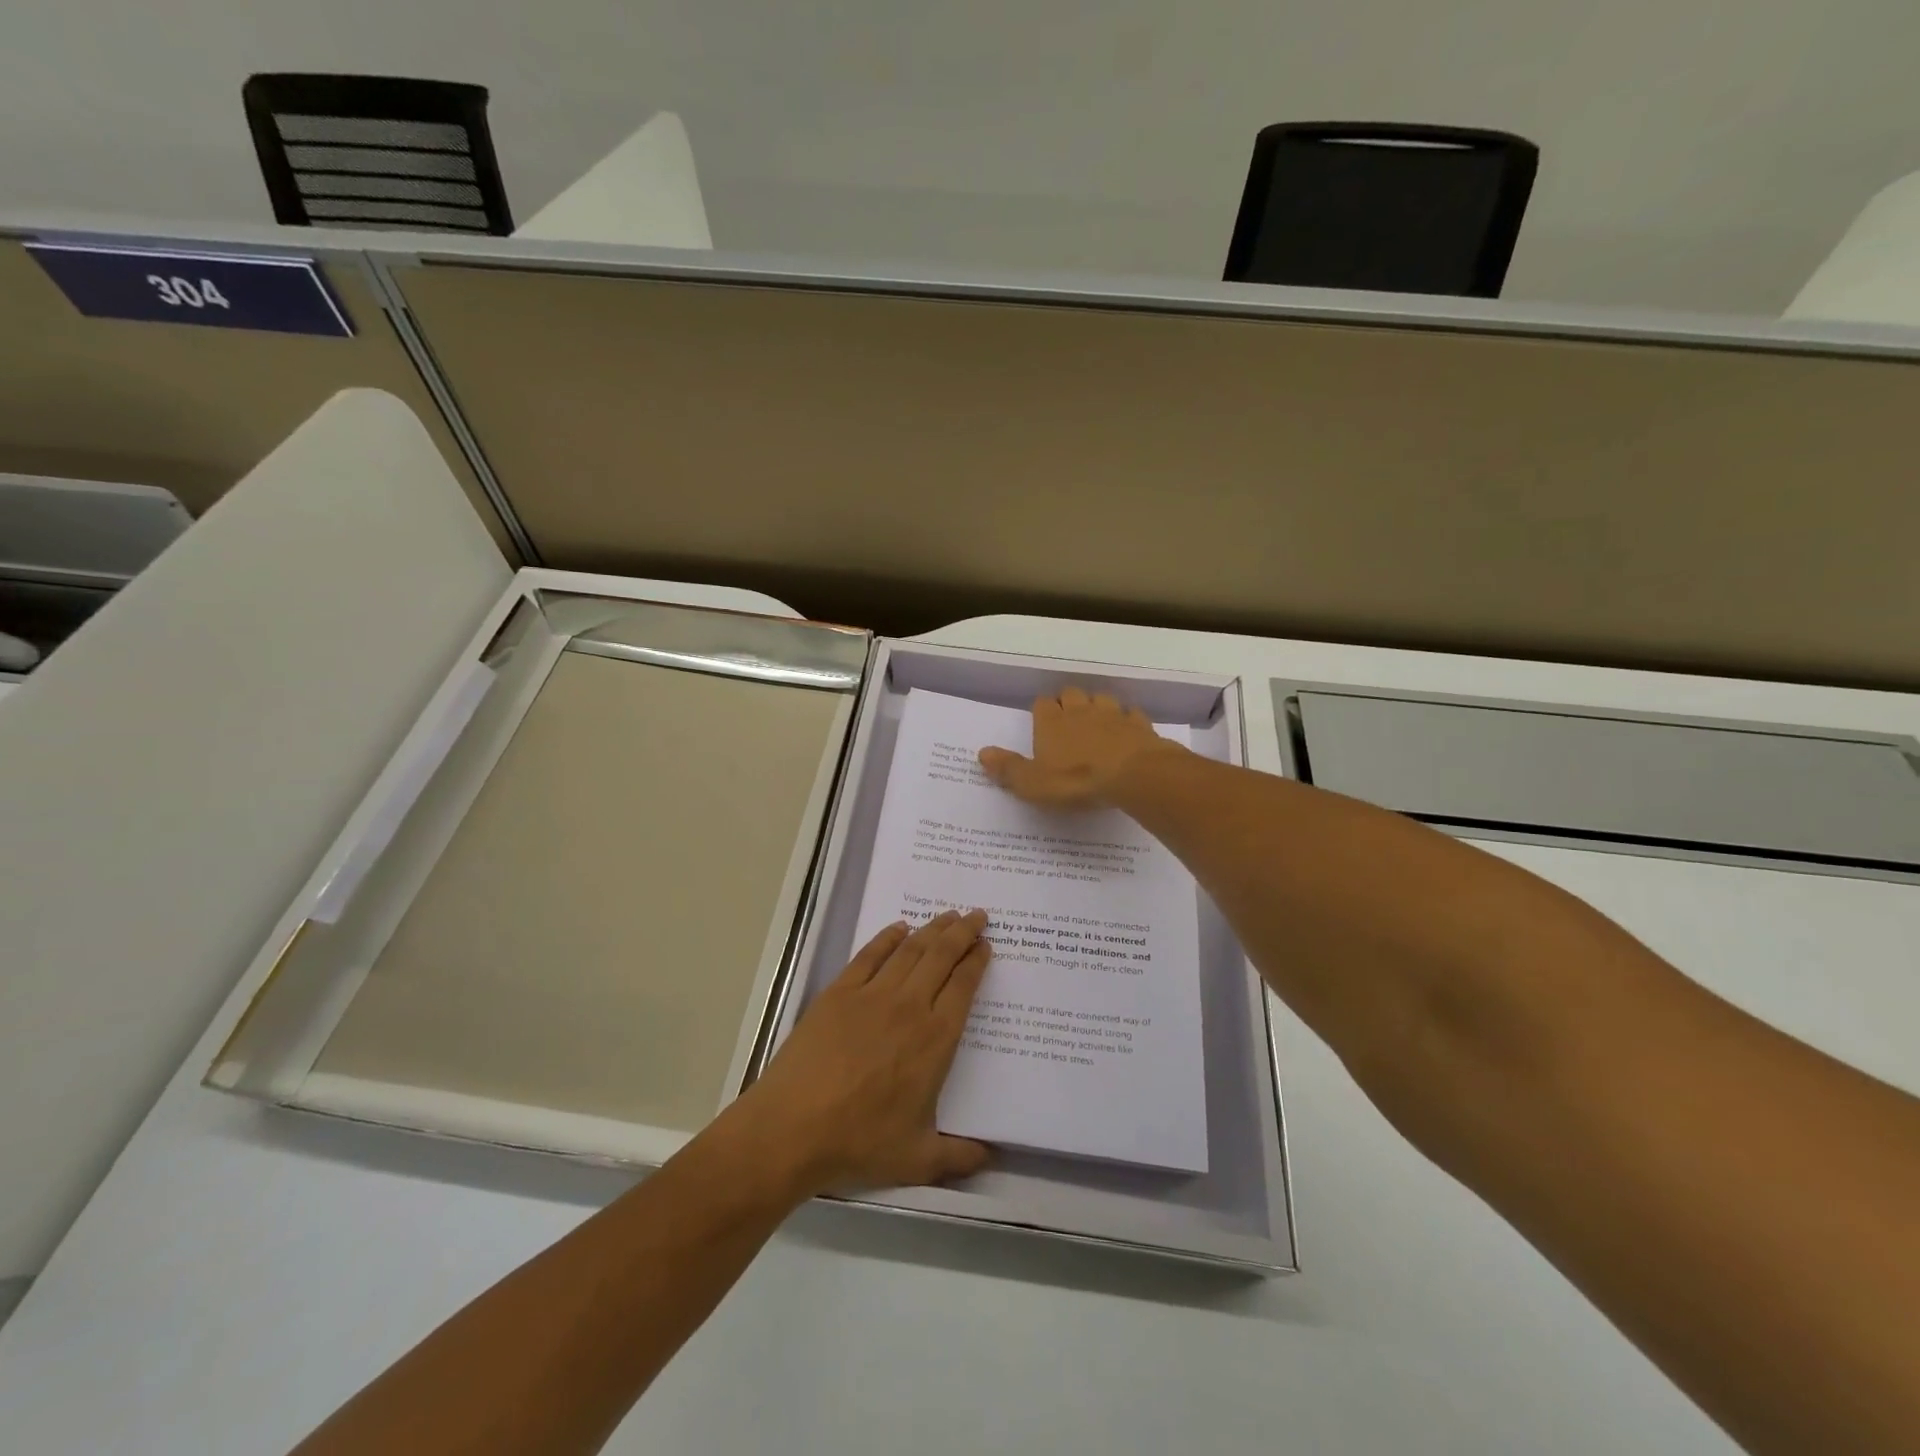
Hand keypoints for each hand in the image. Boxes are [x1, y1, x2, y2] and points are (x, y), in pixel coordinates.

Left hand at [729, 911, 993, 1196]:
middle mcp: (909, 1007)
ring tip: (948, 916)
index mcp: (935, 1040)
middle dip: (963, 933)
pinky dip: (888, 937)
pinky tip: (899, 928)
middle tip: (977, 915)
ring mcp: (872, 994)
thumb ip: (958, 1157)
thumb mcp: (917, 1160)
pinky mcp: (839, 992)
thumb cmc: (858, 1142)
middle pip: (942, 956)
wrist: (792, 1128)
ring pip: (910, 950)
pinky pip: (870, 954)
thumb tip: (990, 1158)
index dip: (977, 961)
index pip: (964, 986)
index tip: (987, 944)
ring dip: (933, 929)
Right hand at [978, 686, 1184, 808]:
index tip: (1042, 723)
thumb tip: (982, 753)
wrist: (1134, 775)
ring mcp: (1112, 714)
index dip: (1041, 711)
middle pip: (1070, 693)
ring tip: (1096, 723)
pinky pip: (1130, 714)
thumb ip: (1008, 769)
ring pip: (1101, 698)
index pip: (1041, 704)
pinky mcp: (1138, 724)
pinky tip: (1126, 732)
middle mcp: (1080, 710)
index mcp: (1051, 722)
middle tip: (1067, 721)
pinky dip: (1127, 721)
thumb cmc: (1076, 781)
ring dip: (1097, 706)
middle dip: (1068, 703)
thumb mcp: (1033, 784)